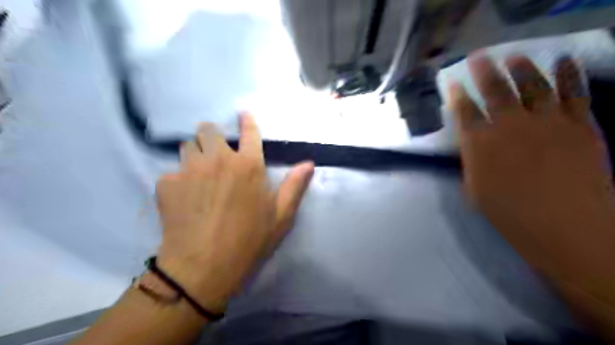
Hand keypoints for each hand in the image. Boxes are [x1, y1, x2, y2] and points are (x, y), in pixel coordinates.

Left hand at [156, 114, 314, 311]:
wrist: (203, 267)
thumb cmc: (249, 241)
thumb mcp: (281, 216)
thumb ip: (295, 186)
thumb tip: (309, 163)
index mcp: (249, 166)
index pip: (249, 132)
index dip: (247, 121)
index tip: (243, 115)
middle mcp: (218, 159)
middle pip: (209, 130)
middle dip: (213, 137)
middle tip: (217, 156)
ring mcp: (189, 169)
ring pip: (187, 146)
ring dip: (195, 154)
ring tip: (199, 175)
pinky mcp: (166, 183)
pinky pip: (171, 171)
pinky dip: (178, 180)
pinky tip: (183, 200)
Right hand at [448, 54, 614, 273]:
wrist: (566, 227)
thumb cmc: (511, 213)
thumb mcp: (475, 190)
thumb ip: (471, 163)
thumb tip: (469, 146)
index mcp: (480, 144)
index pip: (464, 113)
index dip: (456, 96)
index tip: (452, 84)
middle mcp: (509, 126)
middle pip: (494, 91)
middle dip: (484, 71)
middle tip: (478, 56)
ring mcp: (546, 122)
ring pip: (532, 85)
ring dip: (521, 68)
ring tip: (514, 56)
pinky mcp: (578, 125)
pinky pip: (573, 92)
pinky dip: (568, 74)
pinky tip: (563, 61)